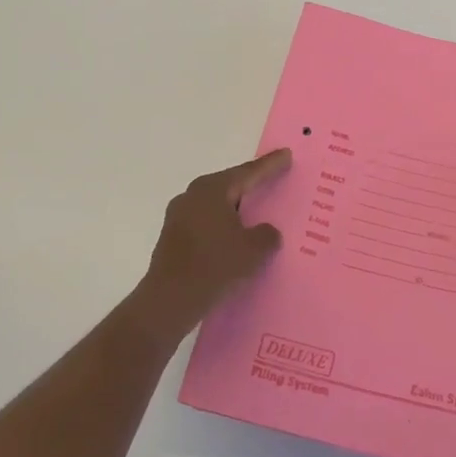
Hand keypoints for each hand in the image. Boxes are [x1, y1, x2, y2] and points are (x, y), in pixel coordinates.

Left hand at [129, 149, 291, 341]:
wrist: (169, 300)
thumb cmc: (215, 266)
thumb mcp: (254, 250)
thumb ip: (266, 235)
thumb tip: (265, 232)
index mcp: (212, 190)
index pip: (248, 172)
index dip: (270, 165)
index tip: (286, 155)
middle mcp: (192, 195)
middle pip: (229, 185)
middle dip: (251, 184)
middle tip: (273, 179)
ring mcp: (178, 216)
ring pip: (216, 206)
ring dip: (236, 209)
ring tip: (256, 212)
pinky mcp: (173, 237)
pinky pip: (206, 224)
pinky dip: (223, 227)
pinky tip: (235, 239)